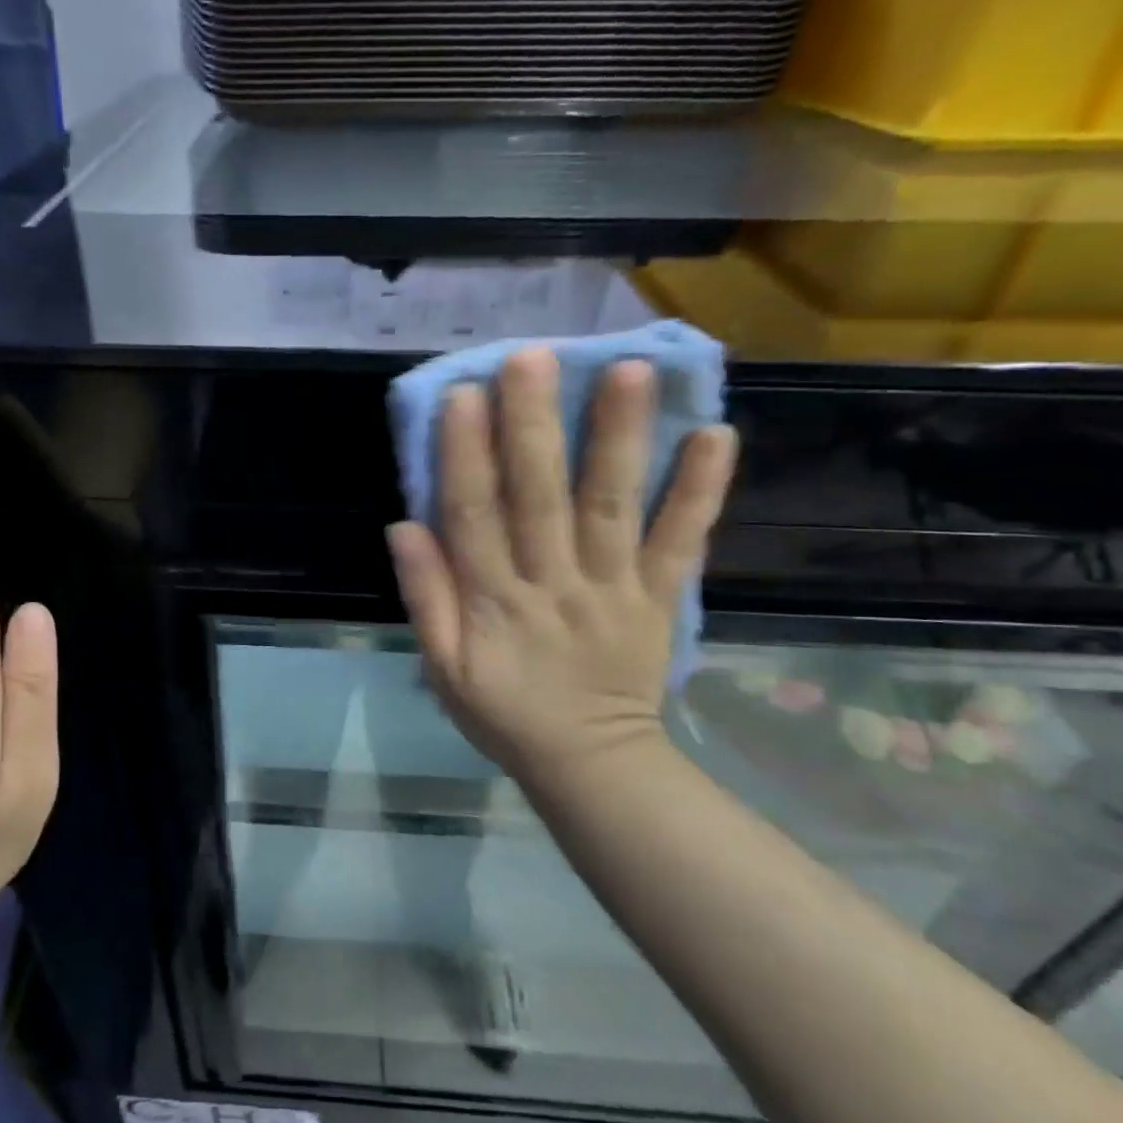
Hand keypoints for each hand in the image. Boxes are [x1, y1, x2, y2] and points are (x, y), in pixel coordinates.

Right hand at [387, 349, 736, 791]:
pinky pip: (680, 542)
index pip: (475, 517)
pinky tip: (716, 436)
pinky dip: (699, 492)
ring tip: (630, 371)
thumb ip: (426, 598)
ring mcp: (614, 588)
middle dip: (535, 425)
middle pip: (541, 497)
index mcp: (495, 602)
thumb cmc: (504, 713)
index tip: (462, 395)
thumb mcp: (443, 670)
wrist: (592, 764)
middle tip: (534, 358)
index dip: (466, 455)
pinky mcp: (660, 597)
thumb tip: (406, 526)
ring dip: (621, 438)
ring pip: (613, 506)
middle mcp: (554, 583)